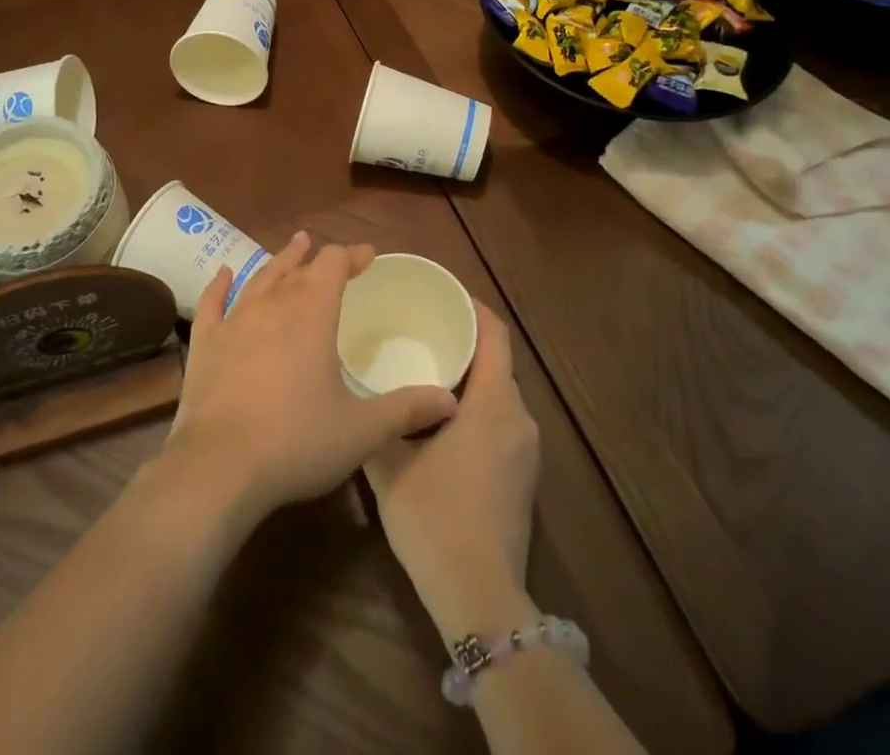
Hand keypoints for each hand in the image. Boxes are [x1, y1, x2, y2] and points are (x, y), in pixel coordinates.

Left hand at [161, 232, 458, 527]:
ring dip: (280, 261)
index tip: (369, 256)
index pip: (334, 264)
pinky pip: (213, 303)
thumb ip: (406, 410)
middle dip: (319, 257)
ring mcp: (234, 321)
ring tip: (293, 247)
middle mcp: (272, 305)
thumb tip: (451, 402)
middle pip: (298, 267)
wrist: (219, 468)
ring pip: (260, 278)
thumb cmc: (296, 443)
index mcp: (311, 314)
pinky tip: (224, 274)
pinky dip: (220, 285)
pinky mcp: (206, 344)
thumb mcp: (361, 431)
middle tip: (332, 255)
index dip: (353, 255)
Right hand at [366, 301, 541, 643]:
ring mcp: (527, 450)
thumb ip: (380, 419)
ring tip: (430, 369)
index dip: (474, 307)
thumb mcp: (390, 464)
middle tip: (424, 329)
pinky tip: (446, 418)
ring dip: (472, 376)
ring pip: (501, 393)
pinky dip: (479, 405)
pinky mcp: (524, 476)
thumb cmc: (434, 518)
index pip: (495, 335)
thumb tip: (363, 389)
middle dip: (467, 340)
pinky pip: (504, 421)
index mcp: (492, 404)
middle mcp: (519, 419)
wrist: (479, 597)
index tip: (444, 293)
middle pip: (499, 362)